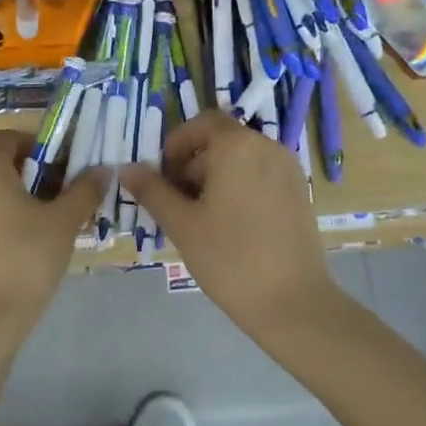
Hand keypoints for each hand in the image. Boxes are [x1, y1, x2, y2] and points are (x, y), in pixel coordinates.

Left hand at [0, 129, 105, 337]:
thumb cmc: (25, 259)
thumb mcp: (64, 222)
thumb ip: (84, 190)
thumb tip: (102, 169)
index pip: (11, 137)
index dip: (41, 147)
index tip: (64, 169)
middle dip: (28, 172)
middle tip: (57, 197)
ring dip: (9, 195)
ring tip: (38, 222)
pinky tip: (13, 244)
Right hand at [121, 111, 352, 339]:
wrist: (293, 302)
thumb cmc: (230, 258)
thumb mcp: (182, 224)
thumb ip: (152, 191)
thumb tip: (127, 169)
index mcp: (238, 146)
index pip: (202, 122)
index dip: (177, 142)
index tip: (162, 174)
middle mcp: (267, 147)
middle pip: (222, 141)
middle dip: (193, 164)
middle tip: (176, 202)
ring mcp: (288, 170)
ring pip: (242, 159)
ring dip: (216, 177)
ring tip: (200, 218)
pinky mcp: (299, 193)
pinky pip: (261, 175)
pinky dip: (240, 187)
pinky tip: (229, 225)